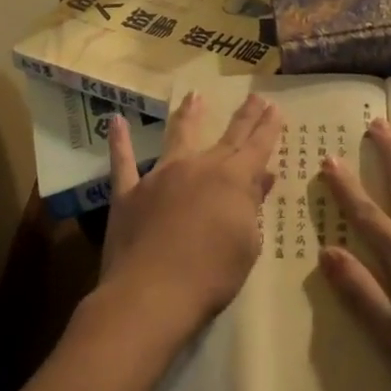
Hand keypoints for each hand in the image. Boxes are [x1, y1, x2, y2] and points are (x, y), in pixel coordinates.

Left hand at [96, 91, 281, 351]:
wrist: (152, 295)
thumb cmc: (212, 276)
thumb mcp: (247, 244)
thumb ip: (252, 207)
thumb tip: (261, 177)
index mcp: (233, 180)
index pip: (257, 146)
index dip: (268, 126)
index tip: (276, 106)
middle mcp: (199, 167)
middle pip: (228, 136)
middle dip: (244, 115)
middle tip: (255, 95)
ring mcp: (161, 176)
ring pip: (178, 136)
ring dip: (189, 115)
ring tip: (194, 96)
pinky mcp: (129, 192)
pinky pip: (123, 161)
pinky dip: (120, 140)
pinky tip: (115, 120)